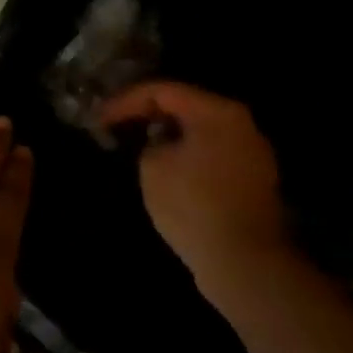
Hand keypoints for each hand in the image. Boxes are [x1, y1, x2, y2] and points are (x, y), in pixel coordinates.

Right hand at [100, 82, 293, 286]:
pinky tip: (165, 168)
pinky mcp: (254, 180)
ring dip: (168, 135)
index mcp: (217, 112)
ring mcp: (253, 153)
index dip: (125, 101)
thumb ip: (150, 142)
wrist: (243, 261)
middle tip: (116, 125)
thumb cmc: (192, 204)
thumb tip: (160, 142)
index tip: (99, 118)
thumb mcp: (152, 165)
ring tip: (137, 145)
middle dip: (148, 114)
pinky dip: (186, 154)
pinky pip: (212, 154)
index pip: (162, 91)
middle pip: (186, 106)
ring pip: (200, 131)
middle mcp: (242, 124)